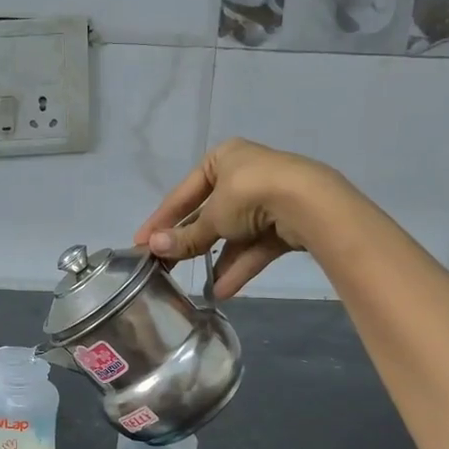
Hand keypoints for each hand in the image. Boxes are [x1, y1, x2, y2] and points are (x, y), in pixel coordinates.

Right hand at [133, 138, 343, 298]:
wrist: (308, 203)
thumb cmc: (249, 195)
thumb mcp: (212, 217)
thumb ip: (185, 236)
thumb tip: (152, 248)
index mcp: (222, 159)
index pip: (183, 193)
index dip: (161, 220)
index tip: (140, 243)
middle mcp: (244, 174)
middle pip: (208, 214)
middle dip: (190, 243)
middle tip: (165, 267)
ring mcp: (267, 198)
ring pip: (233, 233)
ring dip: (216, 260)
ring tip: (195, 286)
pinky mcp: (285, 222)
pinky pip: (255, 245)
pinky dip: (239, 266)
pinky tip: (222, 290)